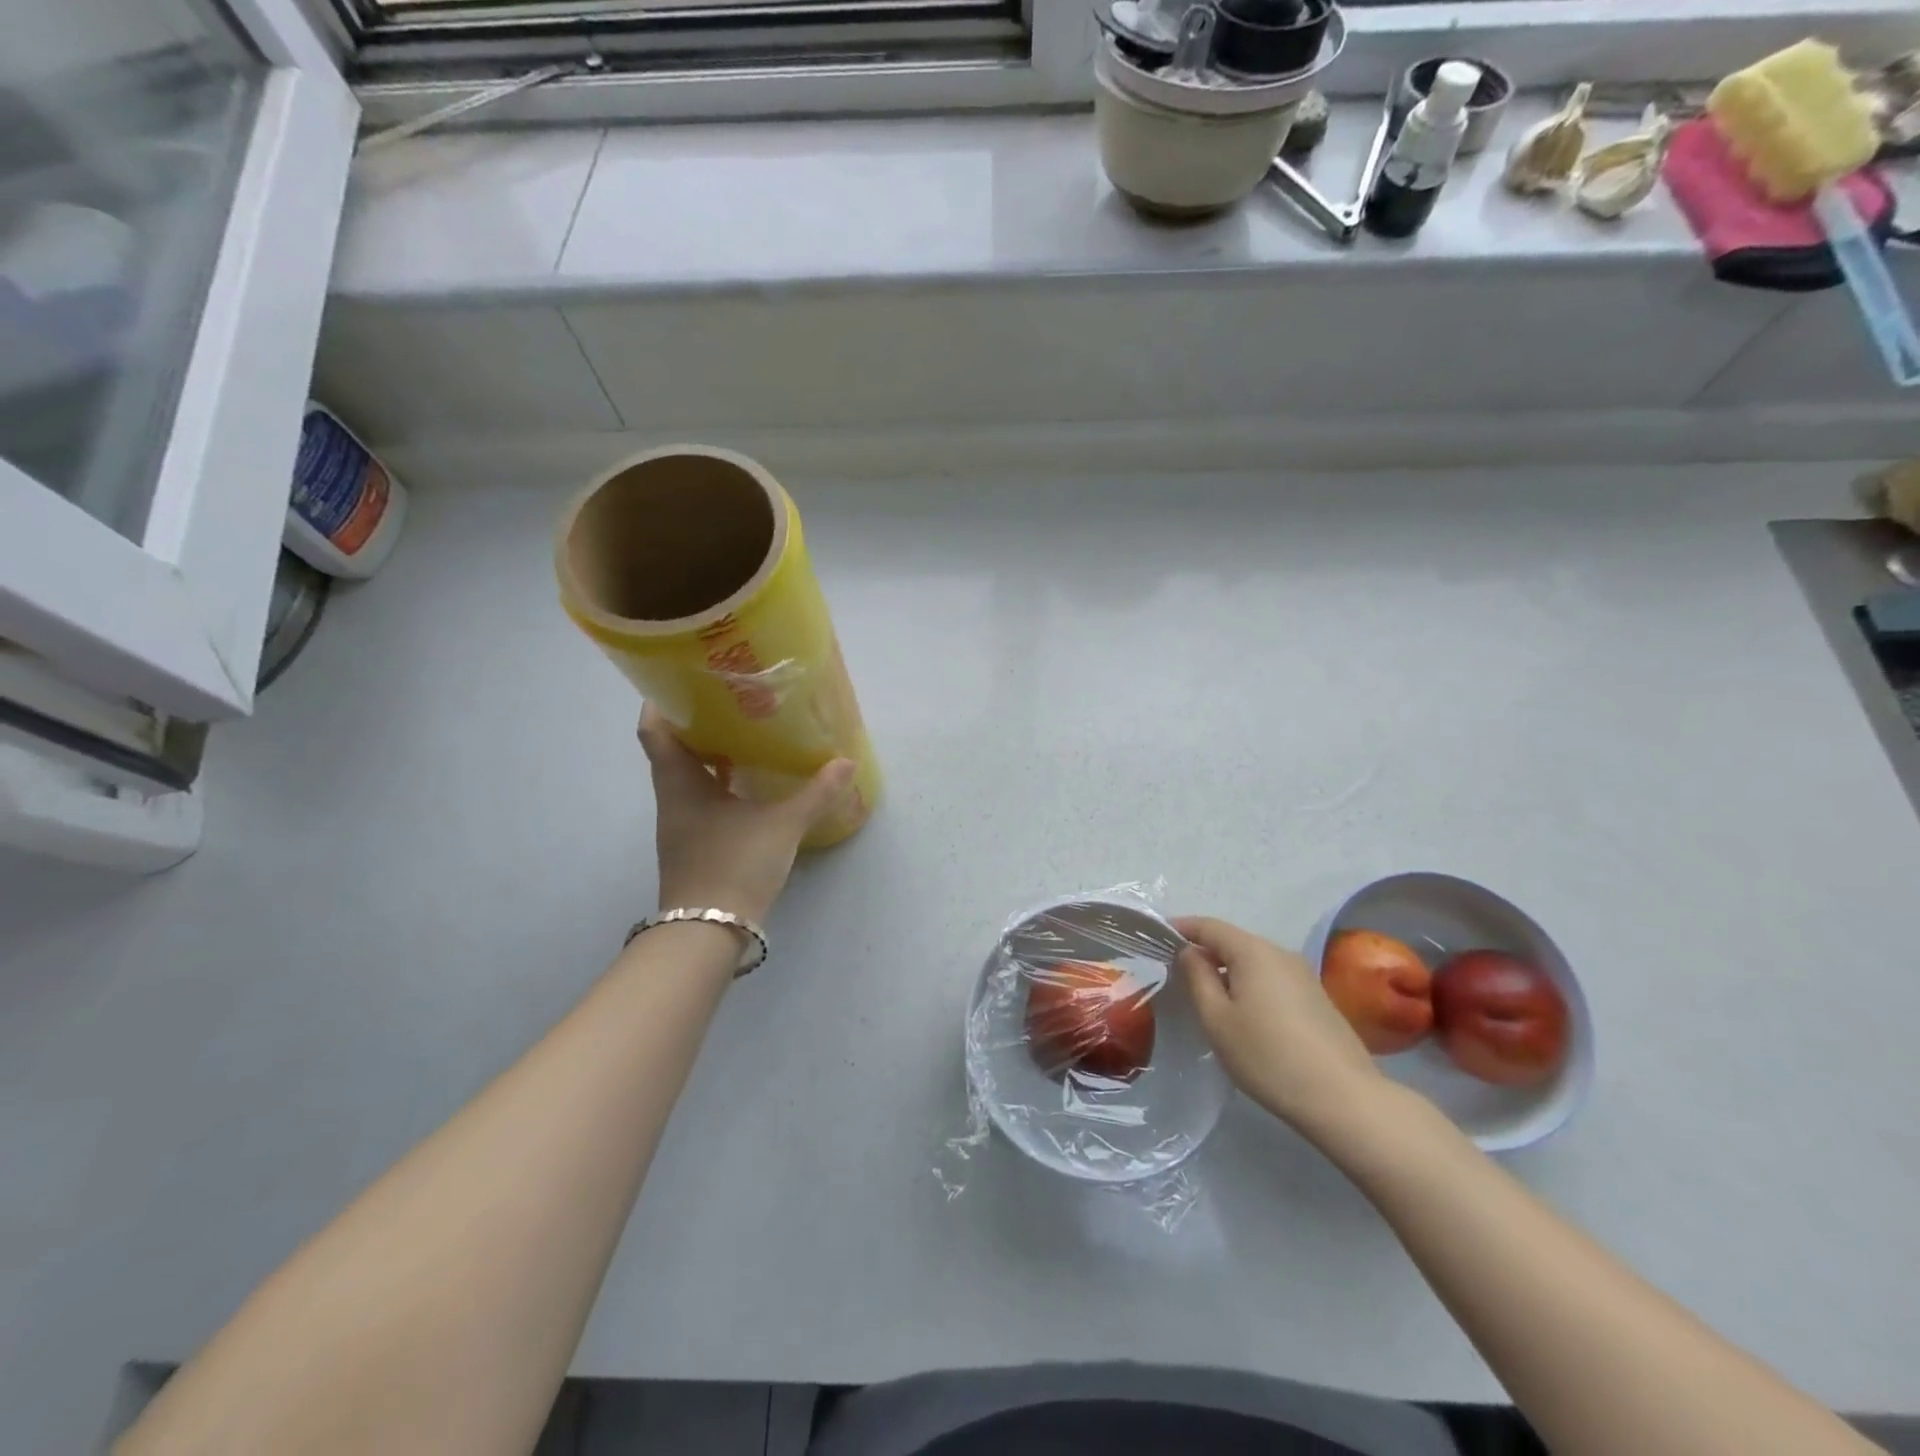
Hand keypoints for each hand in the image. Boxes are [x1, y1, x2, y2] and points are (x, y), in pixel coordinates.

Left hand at [639, 706, 855, 922]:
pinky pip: (701, 800)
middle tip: (729, 701)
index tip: (683, 680)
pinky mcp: (693, 845)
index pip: (654, 731)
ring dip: (708, 756)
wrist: (708, 932)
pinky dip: (719, 785)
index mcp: (680, 784)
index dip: (661, 702)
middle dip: (695, 724)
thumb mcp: (782, 826)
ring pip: (687, 777)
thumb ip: (816, 793)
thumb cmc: (734, 865)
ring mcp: (680, 825)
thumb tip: (846, 762)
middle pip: (671, 751)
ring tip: (743, 734)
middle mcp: (672, 799)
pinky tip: (748, 784)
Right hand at [1174, 916, 1387, 1137]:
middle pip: (1234, 942)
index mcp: (1253, 951)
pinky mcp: (1317, 999)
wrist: (1343, 1099)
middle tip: (1179, 973)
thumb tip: (1190, 952)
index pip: (1209, 926)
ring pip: (1255, 962)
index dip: (1182, 928)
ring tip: (1209, 997)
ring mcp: (1304, 976)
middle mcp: (1280, 953)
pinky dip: (1251, 986)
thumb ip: (1197, 978)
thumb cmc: (1267, 1056)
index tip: (1159, 937)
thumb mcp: (1217, 1019)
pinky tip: (1246, 1016)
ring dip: (1229, 971)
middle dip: (1205, 951)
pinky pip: (1273, 980)